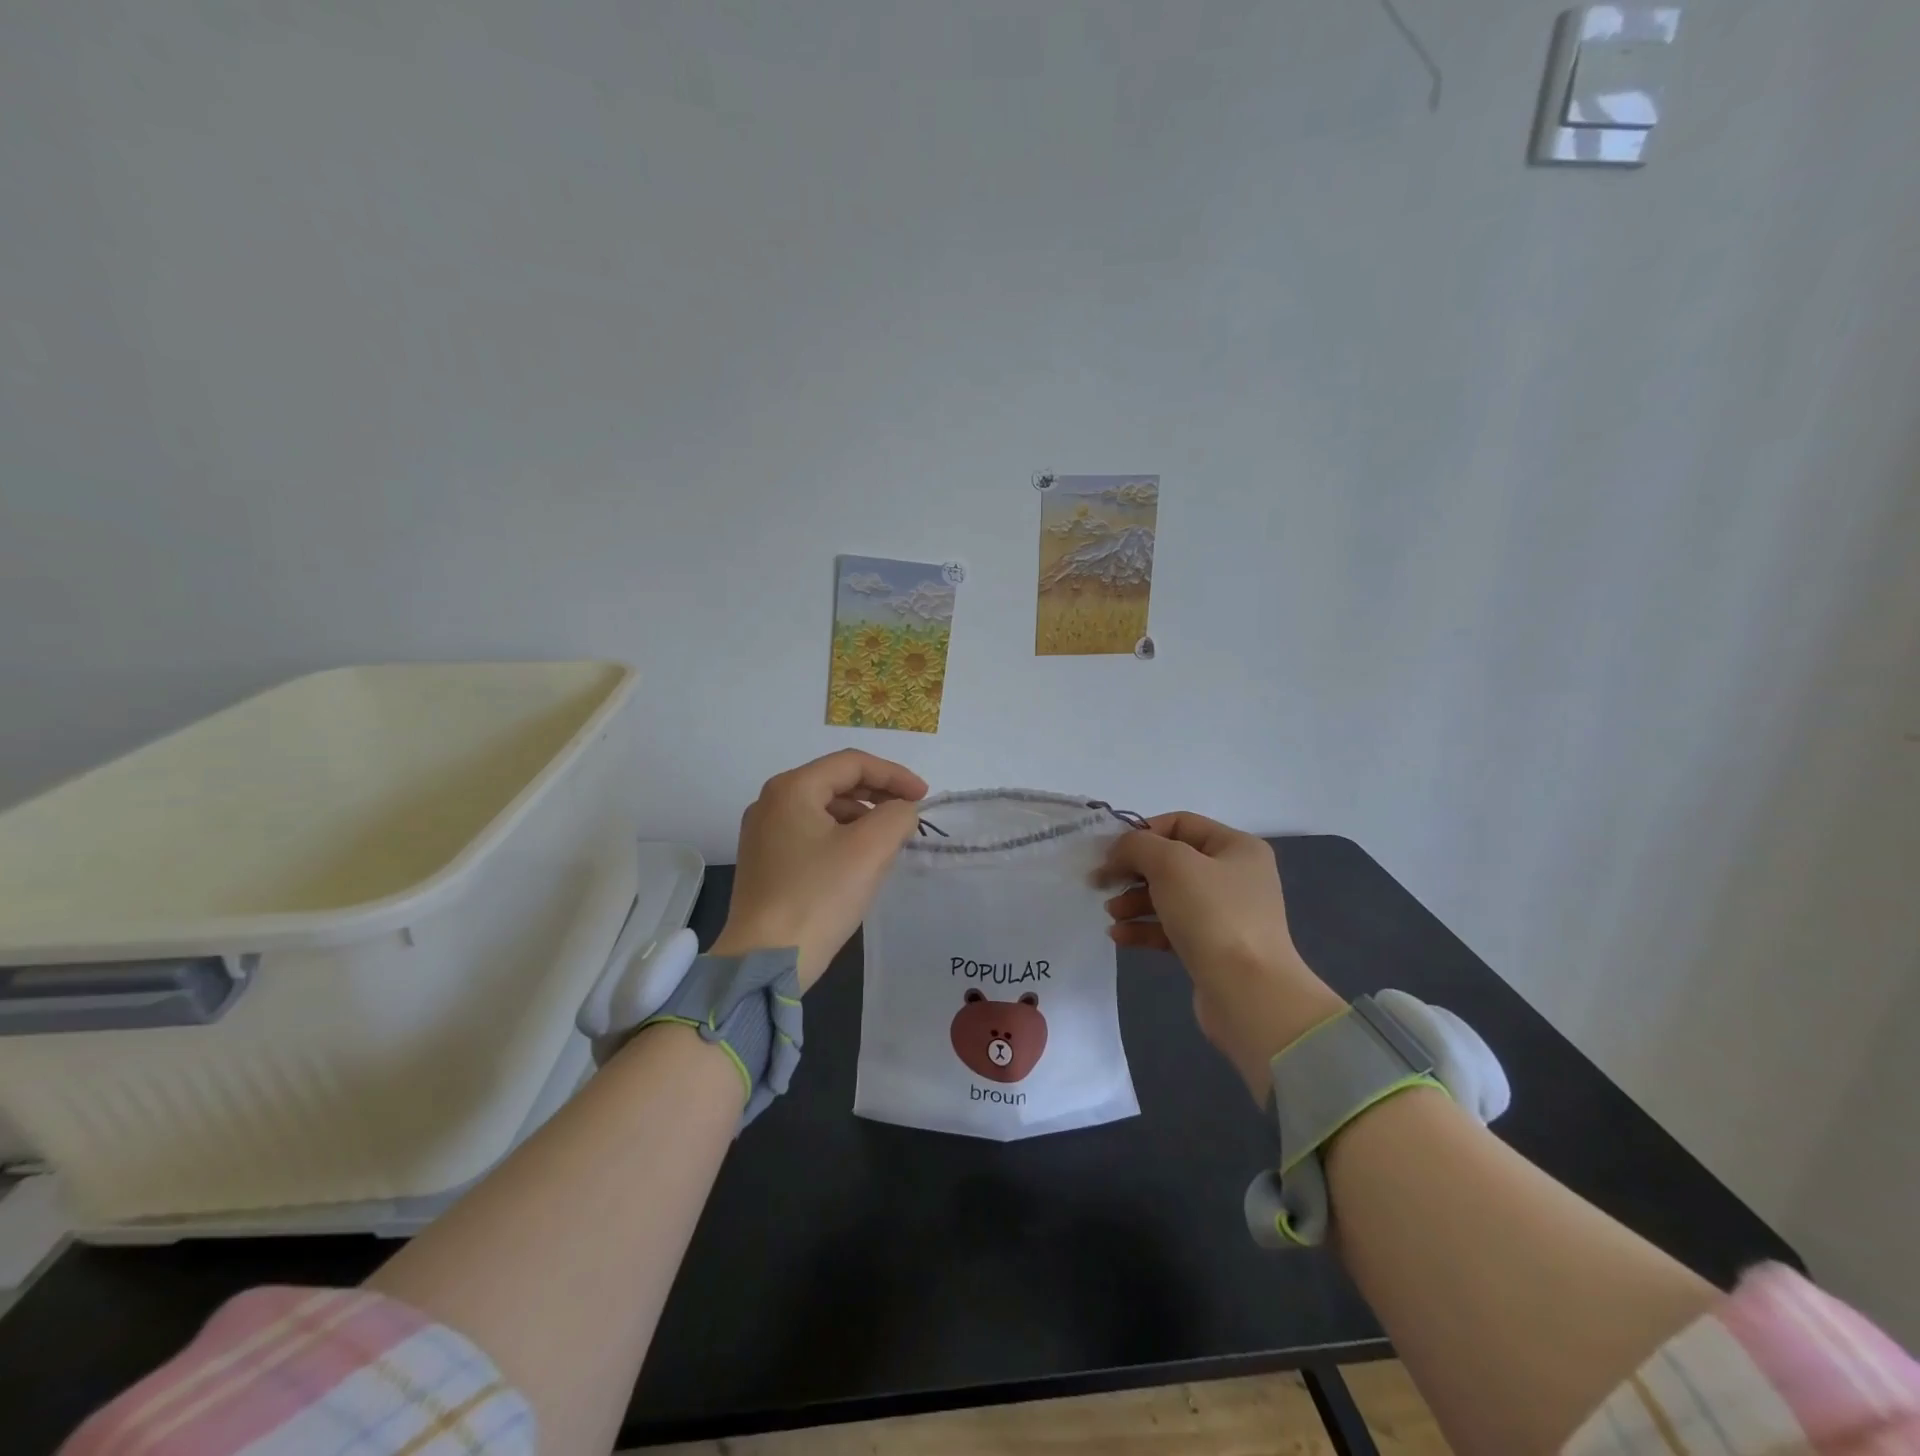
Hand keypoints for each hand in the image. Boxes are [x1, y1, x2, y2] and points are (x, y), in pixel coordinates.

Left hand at [710, 750, 927, 989]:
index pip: (852, 763)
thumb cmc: (819, 896)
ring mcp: (763, 833)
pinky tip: (860, 861)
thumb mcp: (870, 849)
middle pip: (835, 782)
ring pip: (824, 809)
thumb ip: (897, 815)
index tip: (924, 797)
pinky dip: (842, 837)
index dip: (894, 774)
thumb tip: (900, 812)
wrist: (766, 961)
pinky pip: (811, 834)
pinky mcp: (765, 862)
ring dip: (862, 817)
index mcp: (792, 788)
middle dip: (878, 795)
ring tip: (889, 841)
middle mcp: (771, 802)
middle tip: (909, 815)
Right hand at [1100, 813, 1344, 1102]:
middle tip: (1101, 884)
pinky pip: (1171, 928)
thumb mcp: (1170, 864)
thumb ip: (1137, 845)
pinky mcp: (1213, 948)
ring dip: (1134, 901)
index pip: (1180, 823)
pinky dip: (1144, 928)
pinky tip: (1119, 936)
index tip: (1110, 853)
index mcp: (1236, 847)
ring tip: (1112, 914)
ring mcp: (1225, 914)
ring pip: (1168, 896)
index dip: (1141, 833)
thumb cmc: (1212, 915)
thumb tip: (1118, 852)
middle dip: (1133, 872)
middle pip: (1171, 862)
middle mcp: (1235, 876)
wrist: (1248, 993)